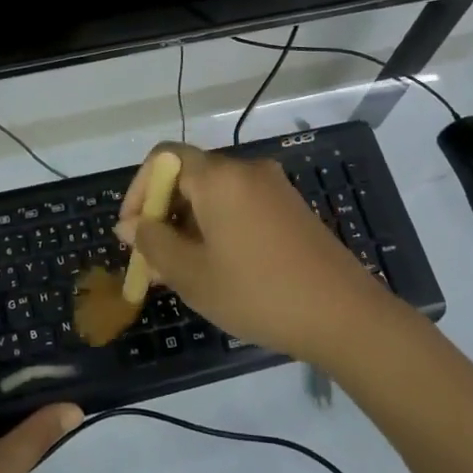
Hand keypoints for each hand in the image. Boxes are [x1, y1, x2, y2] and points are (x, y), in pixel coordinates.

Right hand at [114, 143, 397, 364]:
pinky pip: (240, 205)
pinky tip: (216, 267)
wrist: (344, 315)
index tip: (131, 231)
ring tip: (179, 271)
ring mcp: (273, 187)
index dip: (138, 189)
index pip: (162, 158)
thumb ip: (152, 243)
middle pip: (189, 175)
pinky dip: (217, 226)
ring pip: (214, 194)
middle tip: (152, 259)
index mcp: (218, 177)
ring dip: (188, 224)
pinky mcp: (290, 207)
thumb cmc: (257, 292)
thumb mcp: (192, 274)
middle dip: (162, 213)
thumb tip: (128, 225)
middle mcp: (246, 170)